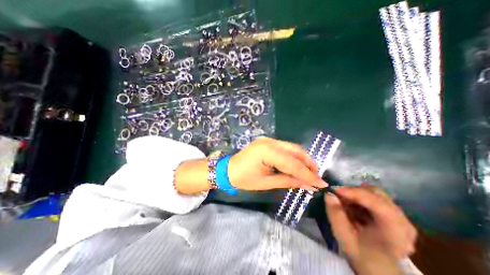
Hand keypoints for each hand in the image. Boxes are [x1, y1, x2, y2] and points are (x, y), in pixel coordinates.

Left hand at [228, 136, 325, 190]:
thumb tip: (308, 184)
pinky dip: (293, 157)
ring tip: (310, 172)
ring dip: (302, 159)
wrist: (229, 169)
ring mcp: (268, 140)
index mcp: (267, 151)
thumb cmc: (244, 179)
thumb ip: (288, 181)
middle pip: (295, 150)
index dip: (308, 174)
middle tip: (316, 176)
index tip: (321, 183)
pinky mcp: (267, 142)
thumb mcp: (267, 182)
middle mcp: (269, 141)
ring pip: (291, 148)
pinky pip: (285, 148)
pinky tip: (297, 165)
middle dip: (308, 163)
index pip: (292, 163)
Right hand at [325, 186, 416, 273]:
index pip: (376, 202)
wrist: (376, 268)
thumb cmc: (361, 254)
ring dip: (355, 194)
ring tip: (344, 202)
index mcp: (395, 229)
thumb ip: (336, 214)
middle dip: (354, 192)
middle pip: (376, 194)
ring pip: (373, 193)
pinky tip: (352, 206)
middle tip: (338, 195)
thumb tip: (329, 194)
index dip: (353, 192)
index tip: (334, 190)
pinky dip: (359, 198)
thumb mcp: (344, 236)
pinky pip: (373, 198)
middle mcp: (402, 220)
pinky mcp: (392, 214)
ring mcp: (399, 216)